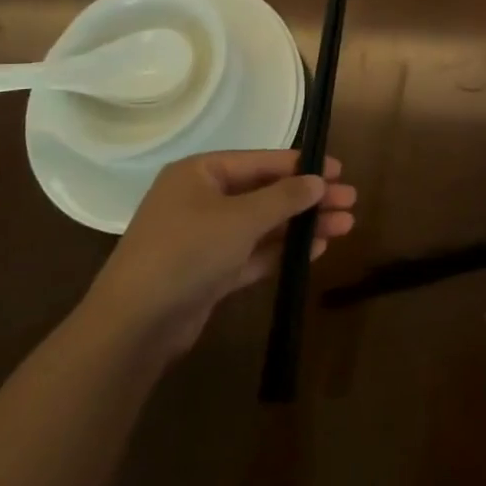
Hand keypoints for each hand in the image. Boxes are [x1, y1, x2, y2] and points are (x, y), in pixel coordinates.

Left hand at [82, 150, 356, 354]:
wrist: (135, 324)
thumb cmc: (187, 252)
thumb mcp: (240, 218)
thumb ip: (283, 197)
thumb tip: (318, 180)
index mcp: (200, 173)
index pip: (260, 161)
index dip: (301, 165)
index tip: (339, 169)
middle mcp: (201, 200)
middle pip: (265, 193)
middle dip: (308, 199)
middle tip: (350, 201)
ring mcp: (205, 238)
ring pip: (263, 225)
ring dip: (301, 225)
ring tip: (345, 225)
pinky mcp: (210, 273)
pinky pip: (254, 253)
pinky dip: (283, 250)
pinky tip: (317, 248)